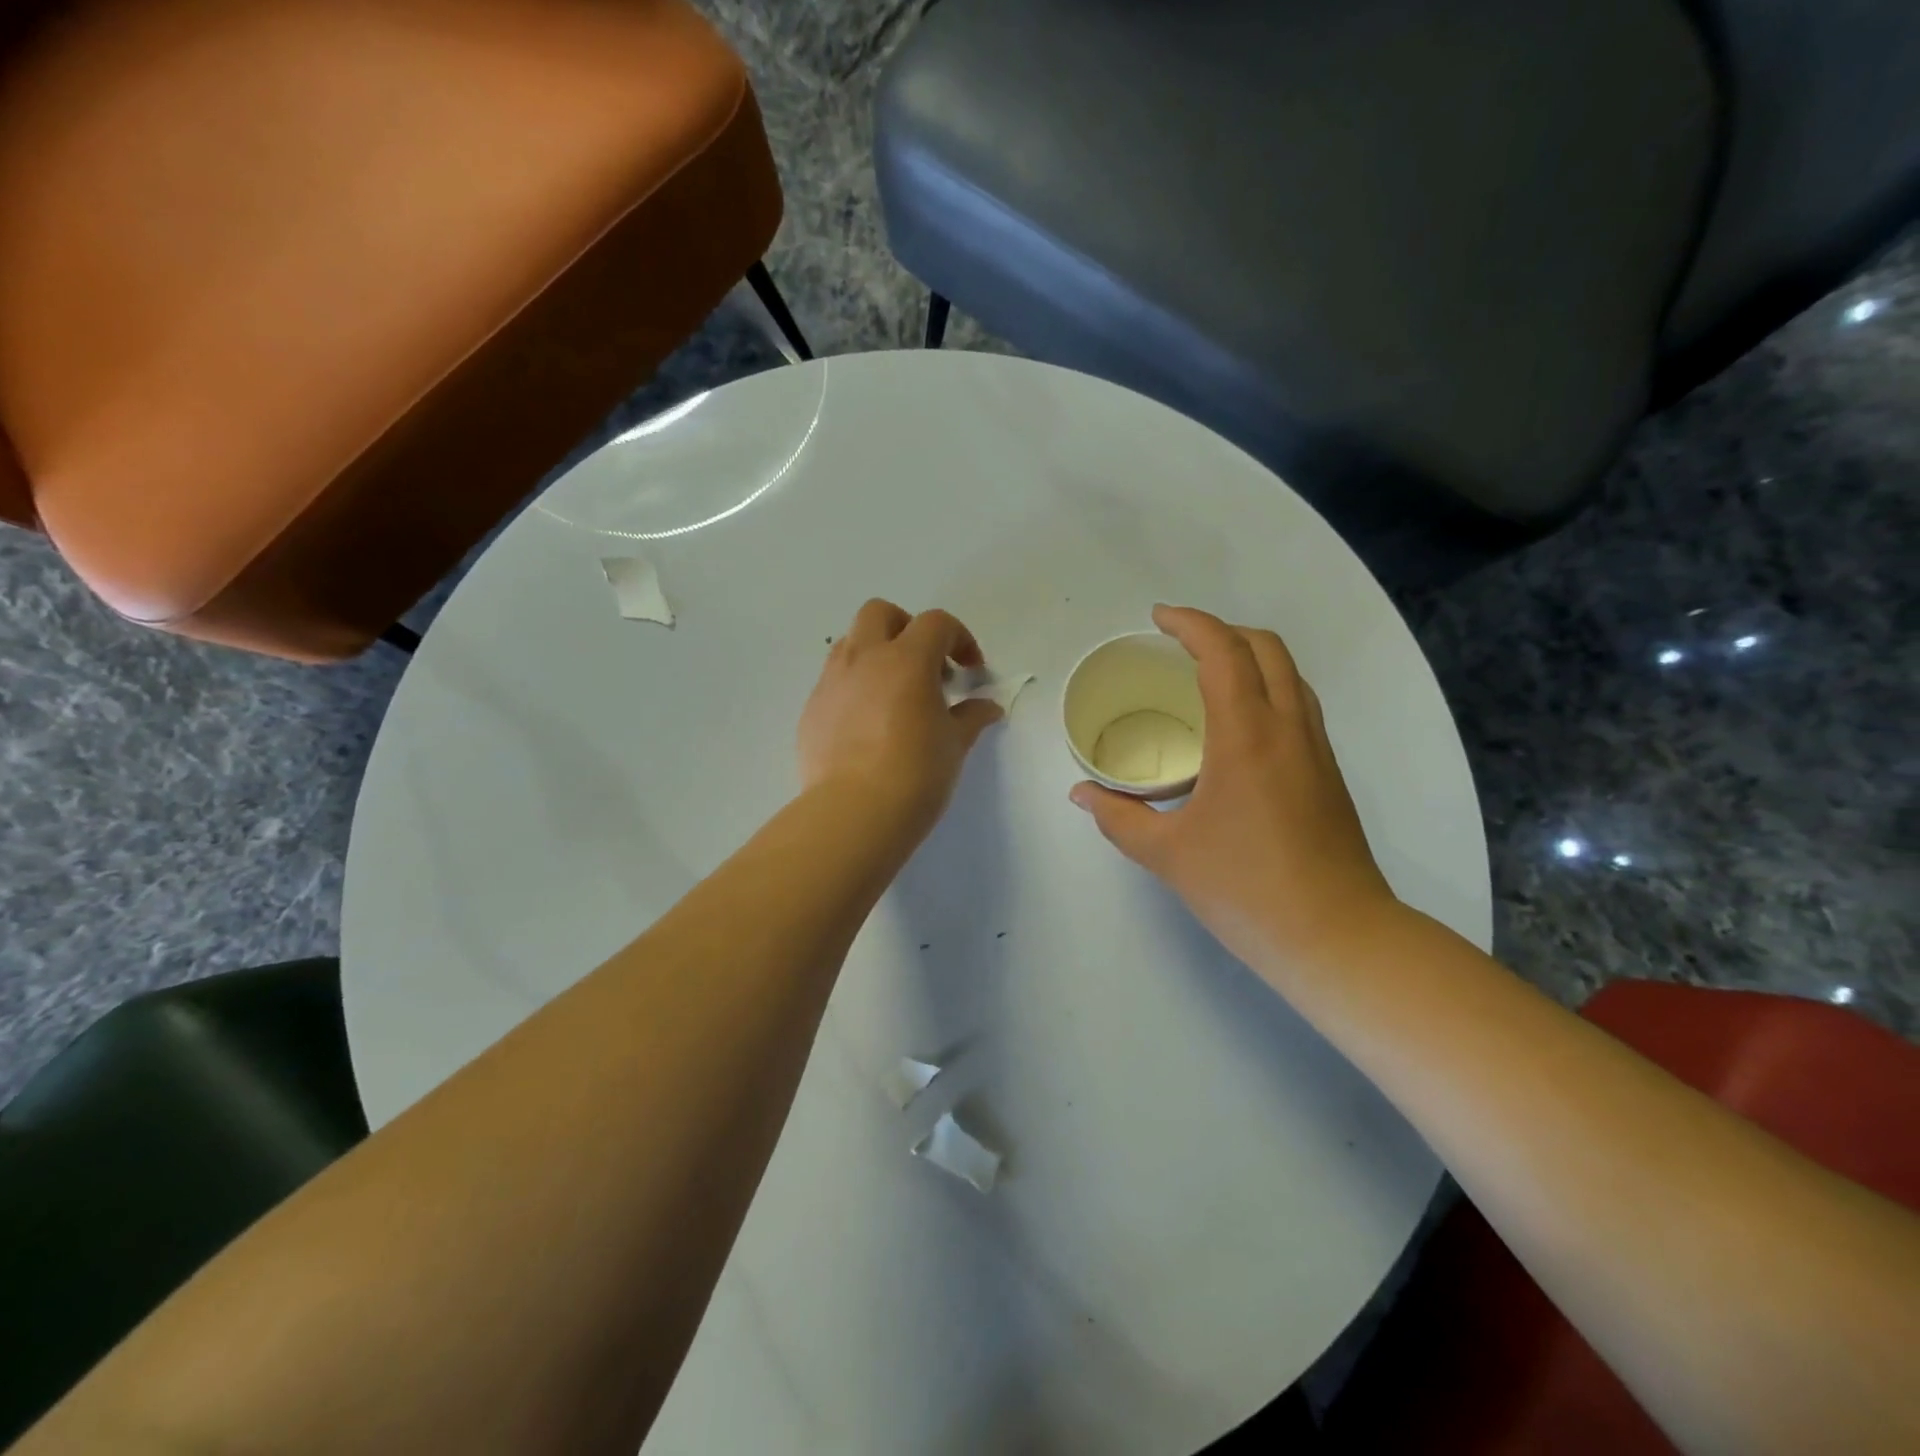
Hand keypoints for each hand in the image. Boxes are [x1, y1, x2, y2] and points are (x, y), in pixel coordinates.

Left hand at [798, 600, 1004, 838]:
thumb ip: (971, 717)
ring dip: (876, 654)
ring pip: (851, 642)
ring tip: (895, 693)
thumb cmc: (916, 773)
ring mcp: (832, 682)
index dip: (959, 639)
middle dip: (907, 628)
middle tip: (926, 666)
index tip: (970, 671)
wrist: (854, 813)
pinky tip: (867, 724)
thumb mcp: (954, 744)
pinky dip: (855, 686)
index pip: (936, 623)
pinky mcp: (812, 709)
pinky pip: (834, 680)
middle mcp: (864, 658)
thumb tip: (988, 707)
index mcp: (906, 659)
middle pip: (881, 613)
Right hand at [1070, 605, 1398, 976]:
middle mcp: (1288, 728)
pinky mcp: (1328, 774)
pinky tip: (1238, 726)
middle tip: (1179, 643)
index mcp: (1247, 736)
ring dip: (1250, 657)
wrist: (1337, 937)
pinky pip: (1298, 706)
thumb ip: (1118, 816)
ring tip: (1207, 674)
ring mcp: (1316, 750)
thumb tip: (1081, 794)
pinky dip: (1267, 688)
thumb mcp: (1167, 854)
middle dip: (1222, 630)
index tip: (1158, 619)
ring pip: (1290, 675)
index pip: (1223, 652)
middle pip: (1266, 648)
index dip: (1190, 624)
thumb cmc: (1246, 889)